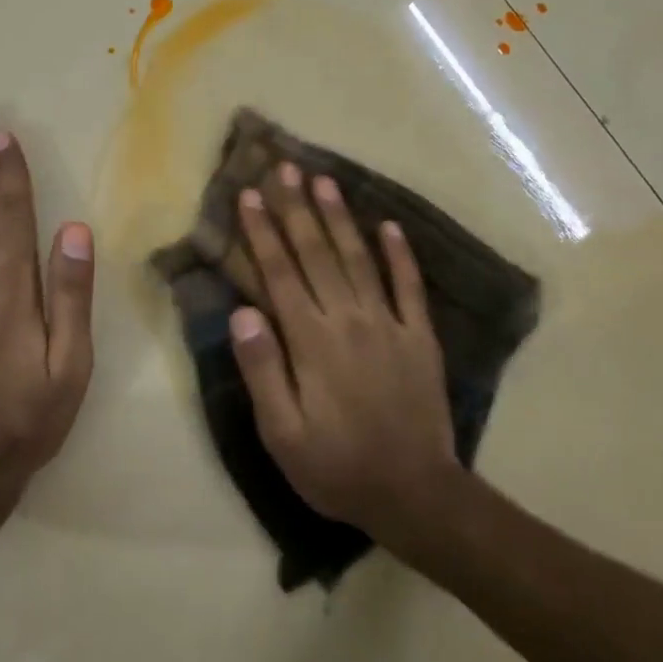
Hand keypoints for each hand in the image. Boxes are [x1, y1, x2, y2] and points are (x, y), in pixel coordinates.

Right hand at [229, 161, 462, 542]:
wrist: (415, 494)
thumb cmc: (337, 468)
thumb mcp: (283, 434)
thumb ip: (262, 371)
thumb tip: (242, 314)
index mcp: (311, 342)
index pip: (280, 274)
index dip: (263, 232)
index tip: (250, 195)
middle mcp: (349, 320)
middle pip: (317, 254)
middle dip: (297, 208)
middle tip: (285, 167)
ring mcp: (390, 324)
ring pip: (359, 259)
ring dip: (340, 217)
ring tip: (325, 180)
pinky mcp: (420, 337)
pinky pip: (409, 286)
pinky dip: (400, 253)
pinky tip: (389, 225)